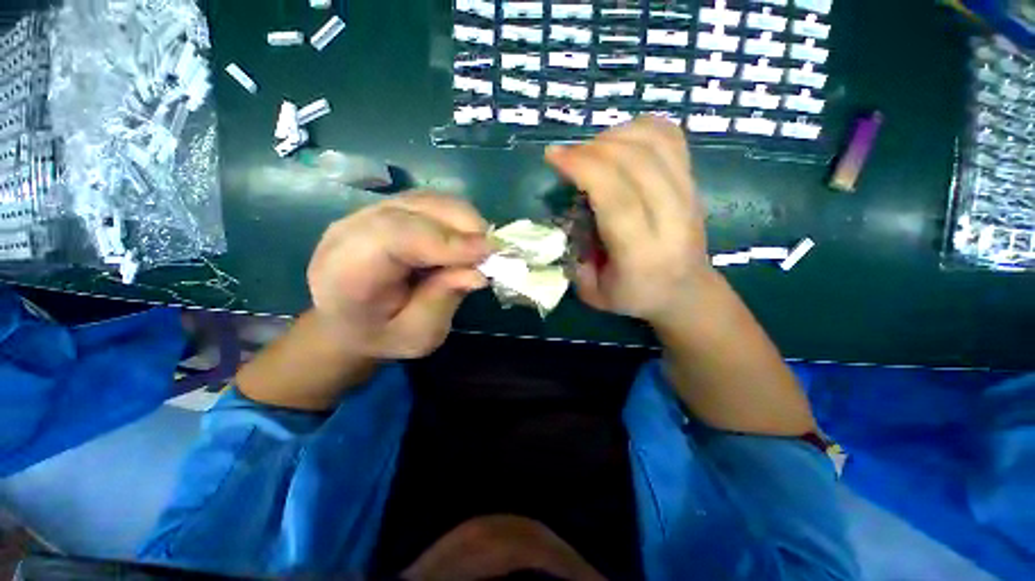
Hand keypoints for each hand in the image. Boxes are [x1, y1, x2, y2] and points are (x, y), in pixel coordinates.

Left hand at [307, 192, 489, 358]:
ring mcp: (366, 214)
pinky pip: (428, 202)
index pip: (394, 237)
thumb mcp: (416, 335)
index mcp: (346, 271)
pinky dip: (455, 217)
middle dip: (462, 226)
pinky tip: (465, 239)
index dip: (445, 240)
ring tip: (480, 248)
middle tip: (492, 252)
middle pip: (413, 209)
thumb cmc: (381, 335)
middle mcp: (350, 231)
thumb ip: (442, 302)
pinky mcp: (386, 209)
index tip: (487, 253)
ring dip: (462, 220)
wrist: (350, 321)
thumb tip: (478, 272)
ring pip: (425, 200)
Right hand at [545, 117, 709, 321]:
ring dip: (615, 136)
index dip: (585, 169)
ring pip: (656, 143)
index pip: (618, 198)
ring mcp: (689, 194)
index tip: (555, 157)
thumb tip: (567, 216)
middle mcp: (672, 219)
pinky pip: (671, 138)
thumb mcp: (594, 293)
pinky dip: (640, 129)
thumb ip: (575, 260)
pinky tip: (619, 142)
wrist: (686, 291)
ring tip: (591, 150)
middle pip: (637, 162)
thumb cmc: (635, 295)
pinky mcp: (693, 181)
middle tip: (567, 155)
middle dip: (593, 148)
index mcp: (642, 252)